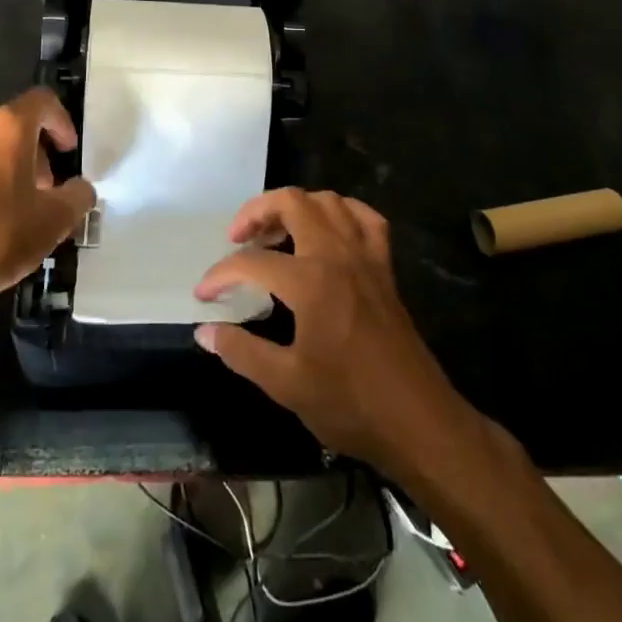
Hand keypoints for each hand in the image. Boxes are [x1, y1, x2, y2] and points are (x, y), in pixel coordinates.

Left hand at [0, 89, 95, 309]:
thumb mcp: (55, 221)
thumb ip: (78, 196)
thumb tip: (80, 189)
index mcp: (7, 127)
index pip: (42, 101)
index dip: (62, 122)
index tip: (68, 152)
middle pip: (11, 124)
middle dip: (32, 151)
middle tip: (43, 187)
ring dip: (0, 165)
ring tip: (8, 204)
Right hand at [194, 189, 463, 471]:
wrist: (418, 420)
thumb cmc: (350, 403)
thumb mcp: (287, 384)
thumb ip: (242, 352)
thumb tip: (205, 331)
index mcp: (310, 282)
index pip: (251, 262)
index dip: (220, 275)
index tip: (203, 295)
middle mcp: (337, 255)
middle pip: (292, 202)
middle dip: (256, 212)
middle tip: (237, 238)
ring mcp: (365, 256)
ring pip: (328, 201)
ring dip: (295, 206)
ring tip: (274, 232)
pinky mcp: (384, 266)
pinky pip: (364, 218)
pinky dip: (340, 213)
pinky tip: (326, 231)